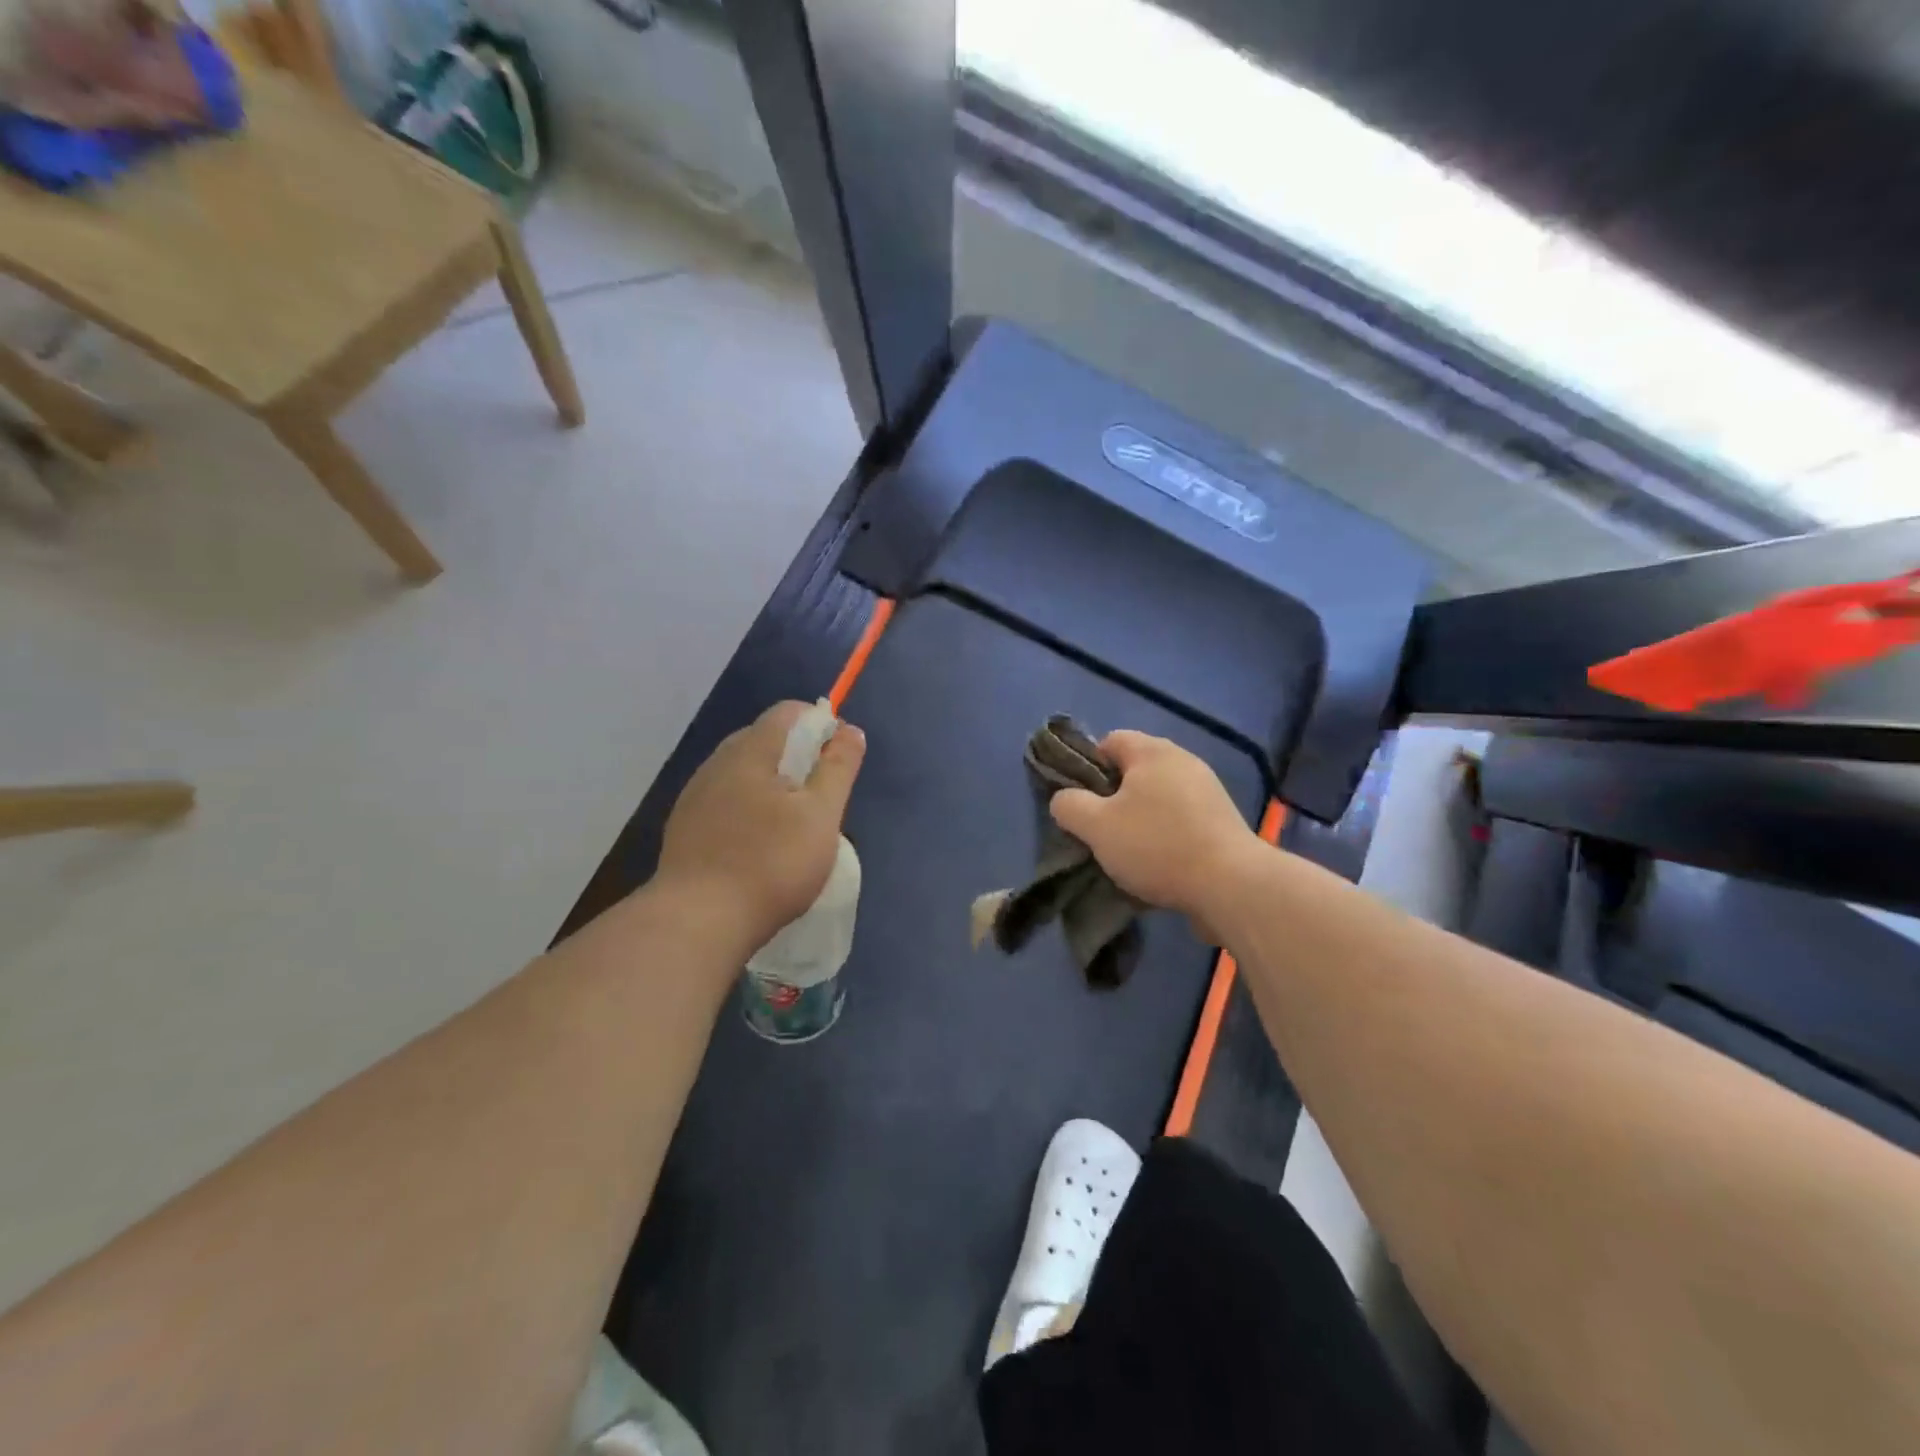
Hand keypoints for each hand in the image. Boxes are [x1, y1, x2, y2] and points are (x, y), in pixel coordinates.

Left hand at [656, 702, 865, 947]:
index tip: (838, 759)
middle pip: (764, 740)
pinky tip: (757, 845)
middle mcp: (717, 763)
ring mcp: (695, 796)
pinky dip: (748, 809)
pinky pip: (724, 801)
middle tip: (820, 797)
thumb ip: (838, 768)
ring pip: (742, 772)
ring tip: (791, 825)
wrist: (697, 922)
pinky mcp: (684, 828)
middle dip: (797, 756)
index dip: (820, 724)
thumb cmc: (770, 863)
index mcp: (750, 751)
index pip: (788, 712)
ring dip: (771, 784)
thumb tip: (849, 730)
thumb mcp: (821, 815)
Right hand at [1050, 732, 1258, 919]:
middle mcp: (1183, 761)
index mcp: (1152, 751)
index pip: (1110, 741)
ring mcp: (1208, 790)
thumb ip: (1069, 806)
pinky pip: (1182, 819)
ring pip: (1159, 797)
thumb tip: (1064, 800)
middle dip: (1114, 797)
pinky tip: (1159, 864)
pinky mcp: (1223, 820)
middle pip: (1135, 770)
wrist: (1231, 885)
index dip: (1088, 767)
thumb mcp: (1096, 826)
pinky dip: (1166, 835)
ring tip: (1128, 853)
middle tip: (1100, 830)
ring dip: (1141, 819)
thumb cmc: (1156, 846)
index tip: (1081, 802)